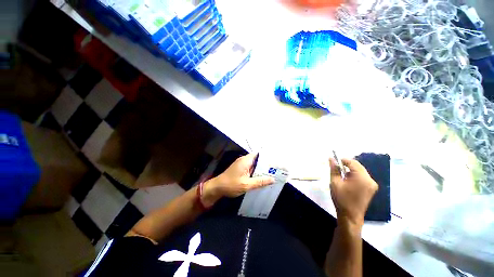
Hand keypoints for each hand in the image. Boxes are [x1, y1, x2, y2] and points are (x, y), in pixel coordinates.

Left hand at [201, 154, 274, 206]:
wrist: (217, 188)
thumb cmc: (231, 185)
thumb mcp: (246, 184)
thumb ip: (260, 181)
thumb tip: (273, 179)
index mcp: (246, 160)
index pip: (258, 154)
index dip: (267, 156)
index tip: (275, 161)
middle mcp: (244, 160)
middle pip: (257, 159)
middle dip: (266, 164)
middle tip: (276, 168)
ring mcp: (242, 165)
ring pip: (254, 164)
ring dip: (261, 168)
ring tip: (272, 172)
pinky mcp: (240, 169)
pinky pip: (251, 168)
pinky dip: (256, 172)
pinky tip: (262, 177)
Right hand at [329, 158, 377, 229]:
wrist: (350, 216)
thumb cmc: (341, 199)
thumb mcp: (335, 182)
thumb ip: (334, 169)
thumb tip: (331, 159)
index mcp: (362, 178)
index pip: (353, 162)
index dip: (342, 160)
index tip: (334, 162)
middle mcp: (370, 179)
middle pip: (358, 166)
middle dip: (347, 165)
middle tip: (336, 168)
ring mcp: (372, 184)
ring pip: (360, 171)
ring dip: (350, 171)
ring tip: (341, 175)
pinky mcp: (371, 188)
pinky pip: (362, 177)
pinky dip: (354, 176)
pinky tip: (347, 181)